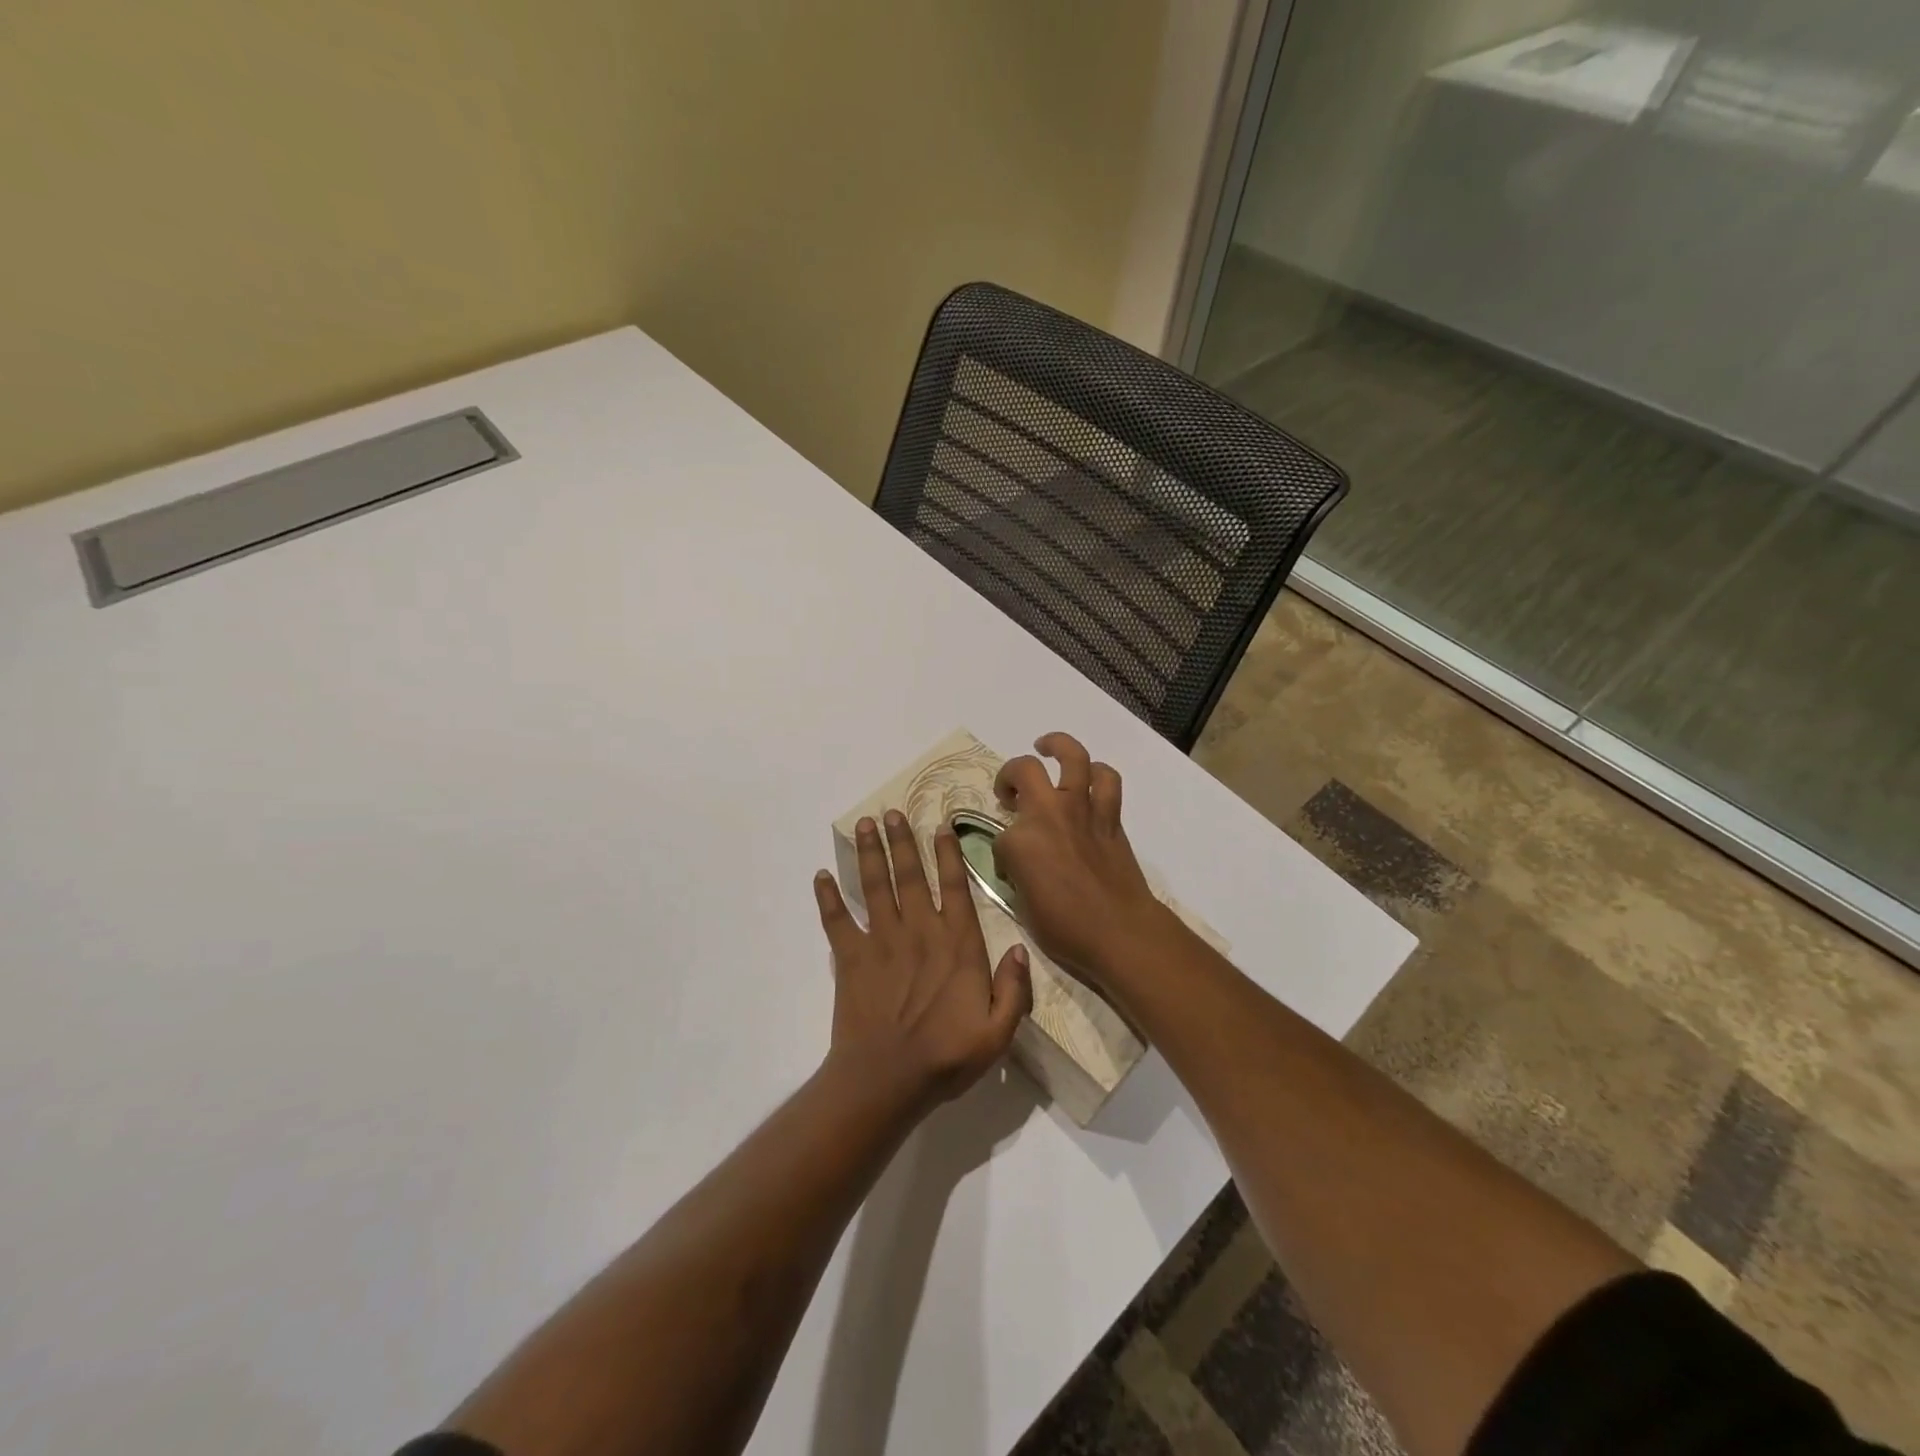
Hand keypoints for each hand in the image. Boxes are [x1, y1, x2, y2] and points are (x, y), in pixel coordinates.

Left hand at [814, 811, 1032, 1108]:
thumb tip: (1021, 950)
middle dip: (901, 841)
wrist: (886, 1081)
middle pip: (909, 876)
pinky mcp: (851, 958)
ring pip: (874, 887)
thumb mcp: (998, 1033)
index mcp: (957, 945)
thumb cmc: (946, 1058)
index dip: (948, 854)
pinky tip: (819, 876)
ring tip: (864, 824)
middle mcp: (919, 932)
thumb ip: (1013, 990)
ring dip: (869, 853)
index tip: (940, 825)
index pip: (954, 888)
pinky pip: (836, 921)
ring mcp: (881, 942)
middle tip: (892, 811)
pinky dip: (827, 898)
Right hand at [990, 732, 1172, 981]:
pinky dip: (1097, 773)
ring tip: (1046, 747)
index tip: (1010, 869)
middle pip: (1023, 770)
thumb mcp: (1022, 906)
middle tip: (1010, 791)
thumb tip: (1020, 862)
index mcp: (1019, 841)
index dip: (1003, 853)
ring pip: (1072, 757)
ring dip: (1057, 745)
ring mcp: (1082, 809)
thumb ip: (1016, 873)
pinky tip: (1088, 776)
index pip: (999, 836)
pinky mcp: (1110, 816)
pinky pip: (1106, 781)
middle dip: (1010, 776)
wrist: (1119, 932)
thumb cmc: (1064, 929)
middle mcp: (1048, 814)